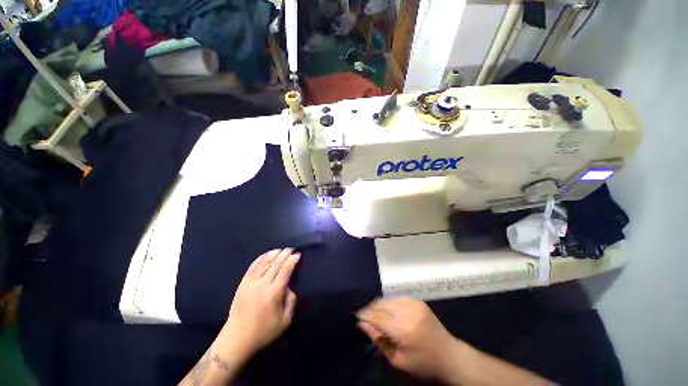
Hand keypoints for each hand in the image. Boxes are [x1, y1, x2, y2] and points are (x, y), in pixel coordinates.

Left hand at [222, 248, 300, 358]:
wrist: (237, 339)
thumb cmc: (263, 332)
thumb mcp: (285, 321)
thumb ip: (291, 301)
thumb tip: (289, 287)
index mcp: (274, 293)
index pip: (285, 270)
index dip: (292, 260)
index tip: (298, 255)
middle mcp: (262, 285)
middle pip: (276, 264)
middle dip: (285, 254)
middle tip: (291, 249)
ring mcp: (251, 283)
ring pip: (264, 263)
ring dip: (273, 254)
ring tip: (280, 249)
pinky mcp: (243, 284)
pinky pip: (252, 267)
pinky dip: (260, 259)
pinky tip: (266, 254)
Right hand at [357, 299, 464, 380]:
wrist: (449, 354)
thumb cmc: (423, 363)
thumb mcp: (398, 359)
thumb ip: (379, 339)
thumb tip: (362, 323)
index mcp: (403, 329)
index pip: (377, 317)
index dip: (365, 315)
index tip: (356, 316)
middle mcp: (408, 311)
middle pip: (381, 305)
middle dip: (370, 309)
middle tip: (364, 315)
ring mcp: (414, 303)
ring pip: (388, 299)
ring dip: (379, 305)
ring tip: (374, 313)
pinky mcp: (417, 301)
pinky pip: (397, 298)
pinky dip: (389, 302)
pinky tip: (387, 309)